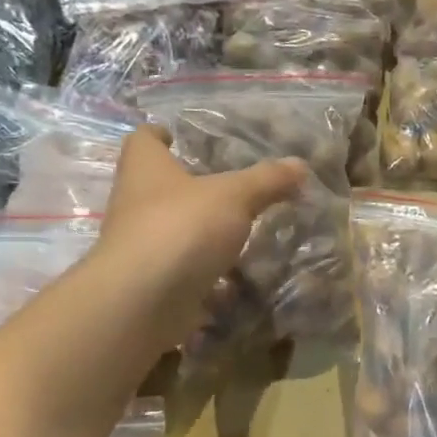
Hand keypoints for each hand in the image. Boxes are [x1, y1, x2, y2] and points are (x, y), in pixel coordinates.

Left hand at [98, 127, 306, 349]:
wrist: (143, 302)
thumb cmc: (181, 228)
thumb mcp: (234, 196)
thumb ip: (267, 181)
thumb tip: (300, 164)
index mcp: (145, 167)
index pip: (144, 138)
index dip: (162, 134)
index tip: (182, 137)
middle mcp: (136, 202)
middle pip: (160, 186)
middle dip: (191, 187)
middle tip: (231, 185)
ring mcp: (142, 246)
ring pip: (174, 230)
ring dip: (202, 232)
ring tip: (242, 230)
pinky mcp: (153, 282)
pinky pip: (185, 272)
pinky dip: (208, 274)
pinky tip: (238, 278)